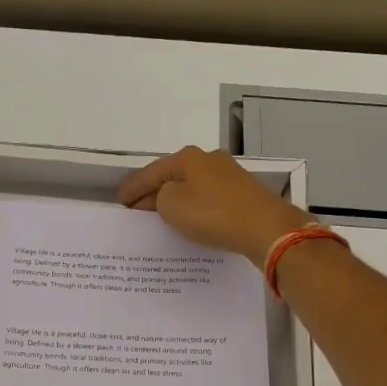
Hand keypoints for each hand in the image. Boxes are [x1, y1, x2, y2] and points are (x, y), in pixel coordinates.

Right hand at [119, 145, 311, 265]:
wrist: (266, 228)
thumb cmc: (213, 214)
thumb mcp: (172, 205)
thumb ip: (160, 197)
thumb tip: (168, 196)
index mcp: (188, 158)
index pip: (151, 172)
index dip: (133, 187)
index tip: (120, 201)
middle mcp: (209, 159)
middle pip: (173, 176)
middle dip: (154, 192)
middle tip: (137, 210)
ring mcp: (229, 175)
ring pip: (192, 186)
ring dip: (176, 199)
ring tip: (161, 216)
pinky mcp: (244, 193)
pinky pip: (209, 198)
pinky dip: (195, 207)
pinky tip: (191, 218)